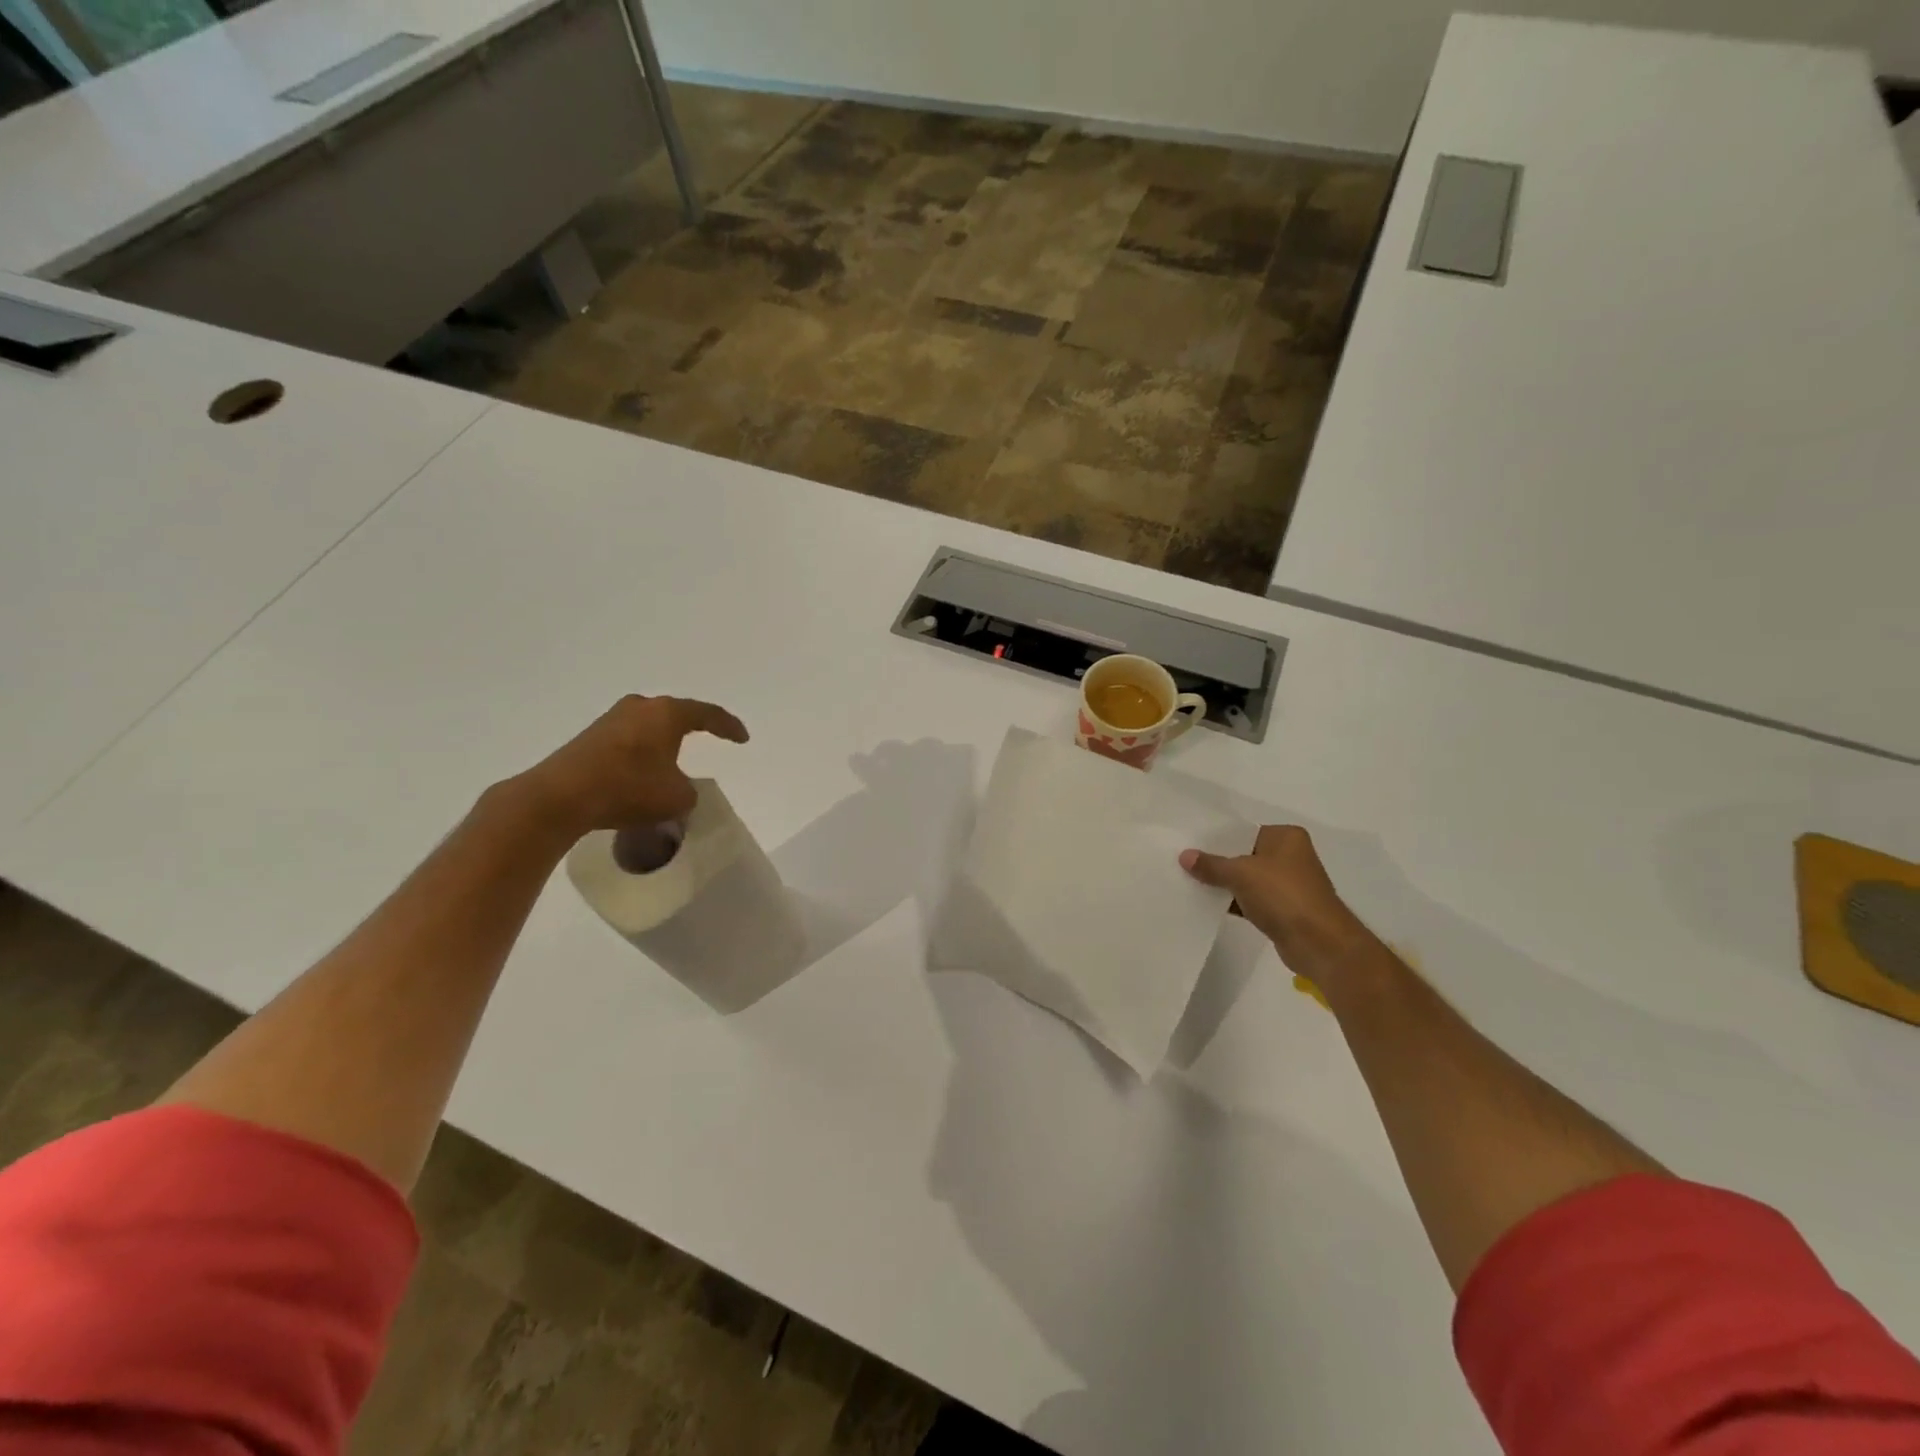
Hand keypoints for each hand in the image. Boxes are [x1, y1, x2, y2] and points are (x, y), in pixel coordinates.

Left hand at [515, 695, 748, 837]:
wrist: (561, 797)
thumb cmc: (628, 789)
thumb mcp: (678, 798)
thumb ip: (689, 789)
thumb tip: (678, 786)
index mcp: (667, 713)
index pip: (708, 714)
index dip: (729, 727)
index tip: (742, 739)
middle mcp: (640, 707)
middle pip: (676, 713)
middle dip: (694, 726)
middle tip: (712, 737)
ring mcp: (611, 719)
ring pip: (650, 725)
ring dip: (665, 740)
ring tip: (677, 757)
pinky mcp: (590, 737)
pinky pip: (630, 738)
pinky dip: (644, 751)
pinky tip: (645, 770)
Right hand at [1180, 826, 1374, 977]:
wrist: (1319, 943)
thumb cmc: (1283, 895)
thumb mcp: (1241, 874)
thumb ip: (1211, 864)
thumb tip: (1184, 856)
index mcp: (1286, 837)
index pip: (1244, 831)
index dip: (1217, 838)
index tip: (1190, 842)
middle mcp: (1291, 856)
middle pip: (1244, 855)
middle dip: (1218, 861)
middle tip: (1184, 862)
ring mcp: (1289, 884)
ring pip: (1247, 879)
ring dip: (1224, 884)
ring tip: (1189, 882)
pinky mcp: (1284, 909)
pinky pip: (1252, 900)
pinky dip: (1234, 902)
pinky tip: (1208, 904)